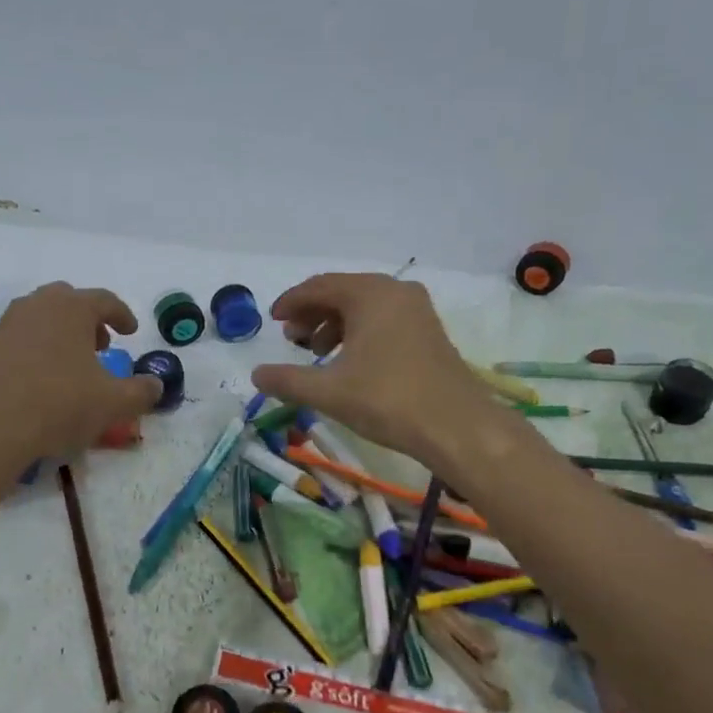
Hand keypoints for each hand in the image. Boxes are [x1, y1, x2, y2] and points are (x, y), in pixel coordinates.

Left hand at [0, 283, 162, 457]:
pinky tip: (46, 376)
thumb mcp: (113, 403)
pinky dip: (41, 346)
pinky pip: (25, 335)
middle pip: (70, 301)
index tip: (131, 332)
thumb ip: (142, 392)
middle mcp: (40, 304)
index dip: (123, 316)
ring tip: (75, 362)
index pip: (105, 301)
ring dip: (64, 331)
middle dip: (90, 319)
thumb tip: (157, 385)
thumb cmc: (60, 404)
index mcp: (73, 307)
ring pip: (44, 316)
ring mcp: (11, 323)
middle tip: (102, 344)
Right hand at [249, 272, 494, 468]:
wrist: (456, 426)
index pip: (319, 286)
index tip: (272, 321)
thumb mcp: (329, 392)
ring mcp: (417, 310)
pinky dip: (359, 333)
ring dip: (335, 325)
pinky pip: (384, 319)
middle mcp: (395, 292)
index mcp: (370, 294)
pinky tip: (350, 362)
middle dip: (312, 314)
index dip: (291, 302)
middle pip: (342, 292)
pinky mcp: (429, 331)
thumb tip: (255, 375)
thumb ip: (287, 381)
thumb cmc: (388, 400)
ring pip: (364, 306)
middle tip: (292, 340)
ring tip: (318, 354)